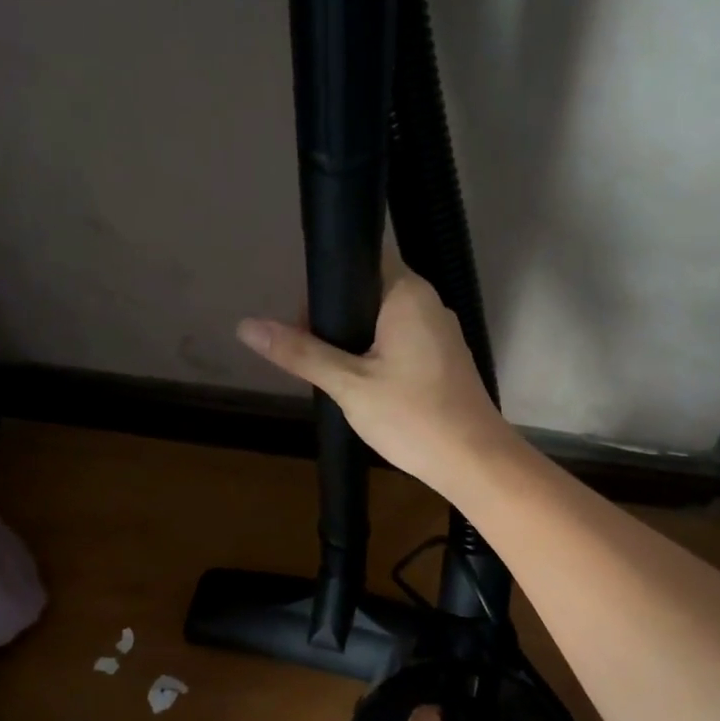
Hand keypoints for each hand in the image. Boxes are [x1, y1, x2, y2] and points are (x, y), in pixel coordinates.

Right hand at [236, 259, 518, 498]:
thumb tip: (246, 326)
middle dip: (334, 318)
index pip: (359, 259)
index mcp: (407, 292)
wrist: (474, 461)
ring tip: (333, 376)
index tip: (301, 320)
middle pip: (368, 291)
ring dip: (353, 341)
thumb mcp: (348, 385)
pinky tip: (364, 387)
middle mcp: (428, 302)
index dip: (325, 285)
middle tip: (310, 356)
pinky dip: (377, 355)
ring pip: (383, 320)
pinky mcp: (444, 358)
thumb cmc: (412, 417)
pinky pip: (401, 342)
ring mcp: (440, 331)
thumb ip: (300, 353)